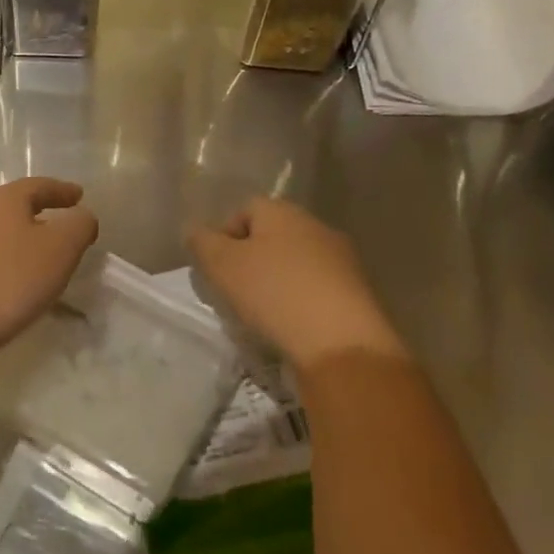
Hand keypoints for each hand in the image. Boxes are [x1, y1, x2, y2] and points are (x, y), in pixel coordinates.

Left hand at [0, 177, 99, 359]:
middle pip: (11, 205)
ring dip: (16, 239)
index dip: (62, 191)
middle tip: (58, 224)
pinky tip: (4, 280)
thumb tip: (82, 215)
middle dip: (37, 213)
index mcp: (3, 198)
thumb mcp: (59, 251)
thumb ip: (79, 227)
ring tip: (34, 256)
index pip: (39, 186)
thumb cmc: (7, 281)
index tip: (79, 196)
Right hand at [188, 197, 407, 367]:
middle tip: (233, 292)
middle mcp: (316, 226)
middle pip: (271, 236)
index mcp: (283, 212)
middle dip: (250, 261)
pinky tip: (291, 326)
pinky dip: (300, 303)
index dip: (224, 236)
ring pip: (294, 264)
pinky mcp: (357, 293)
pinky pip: (316, 289)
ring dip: (275, 283)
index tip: (215, 269)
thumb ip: (201, 242)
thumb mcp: (222, 265)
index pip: (245, 209)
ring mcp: (342, 260)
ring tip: (261, 315)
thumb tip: (195, 231)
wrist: (342, 344)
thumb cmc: (274, 294)